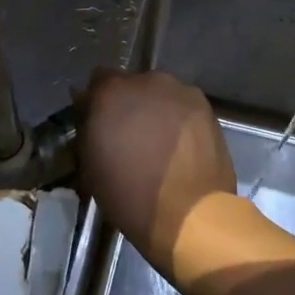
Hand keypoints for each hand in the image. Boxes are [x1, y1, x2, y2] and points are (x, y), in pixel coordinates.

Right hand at [76, 69, 236, 275]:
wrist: (189, 213)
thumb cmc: (129, 195)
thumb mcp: (90, 165)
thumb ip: (89, 129)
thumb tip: (90, 112)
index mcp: (110, 92)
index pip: (97, 81)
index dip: (97, 102)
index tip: (98, 123)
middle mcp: (145, 81)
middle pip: (131, 85)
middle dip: (128, 104)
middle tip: (129, 133)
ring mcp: (179, 91)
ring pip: (160, 94)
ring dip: (155, 109)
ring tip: (158, 141)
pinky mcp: (205, 106)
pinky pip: (183, 106)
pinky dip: (178, 119)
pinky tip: (180, 144)